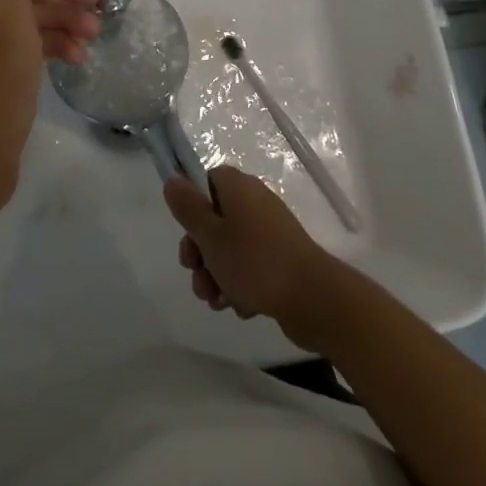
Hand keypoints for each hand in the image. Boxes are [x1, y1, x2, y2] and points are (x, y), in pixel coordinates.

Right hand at [165, 168, 345, 352]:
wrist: (312, 298)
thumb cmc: (254, 261)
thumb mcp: (210, 234)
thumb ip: (188, 207)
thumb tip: (173, 179)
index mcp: (238, 187)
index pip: (206, 181)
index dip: (192, 207)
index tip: (188, 233)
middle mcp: (255, 203)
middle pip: (214, 220)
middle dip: (200, 253)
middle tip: (198, 275)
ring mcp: (270, 232)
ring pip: (229, 249)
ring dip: (216, 275)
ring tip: (218, 301)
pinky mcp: (280, 260)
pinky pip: (249, 267)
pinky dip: (240, 285)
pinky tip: (241, 306)